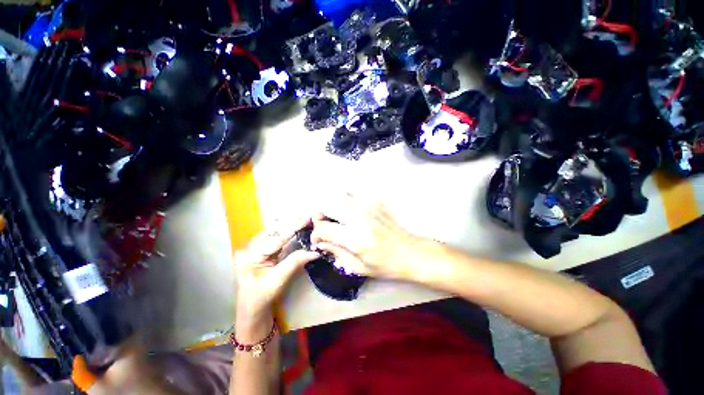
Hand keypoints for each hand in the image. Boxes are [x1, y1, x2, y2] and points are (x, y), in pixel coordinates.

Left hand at [234, 215, 319, 334]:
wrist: (252, 309)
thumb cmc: (262, 297)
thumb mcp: (278, 280)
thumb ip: (295, 262)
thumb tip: (314, 252)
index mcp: (250, 256)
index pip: (275, 239)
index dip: (293, 228)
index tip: (306, 219)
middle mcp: (250, 248)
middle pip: (273, 231)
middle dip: (291, 223)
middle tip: (308, 216)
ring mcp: (255, 249)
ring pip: (274, 232)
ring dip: (290, 225)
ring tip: (304, 219)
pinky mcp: (262, 251)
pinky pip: (276, 238)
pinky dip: (287, 232)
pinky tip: (296, 226)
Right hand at [310, 194, 434, 280]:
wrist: (411, 252)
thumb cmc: (386, 265)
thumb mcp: (359, 267)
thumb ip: (336, 252)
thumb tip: (321, 242)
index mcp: (356, 238)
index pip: (324, 228)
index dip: (316, 235)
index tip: (318, 240)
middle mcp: (360, 218)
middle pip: (328, 205)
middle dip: (320, 215)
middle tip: (324, 225)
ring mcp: (369, 206)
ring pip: (339, 196)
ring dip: (333, 207)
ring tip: (335, 219)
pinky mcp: (375, 202)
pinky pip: (353, 197)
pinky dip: (346, 204)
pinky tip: (351, 215)